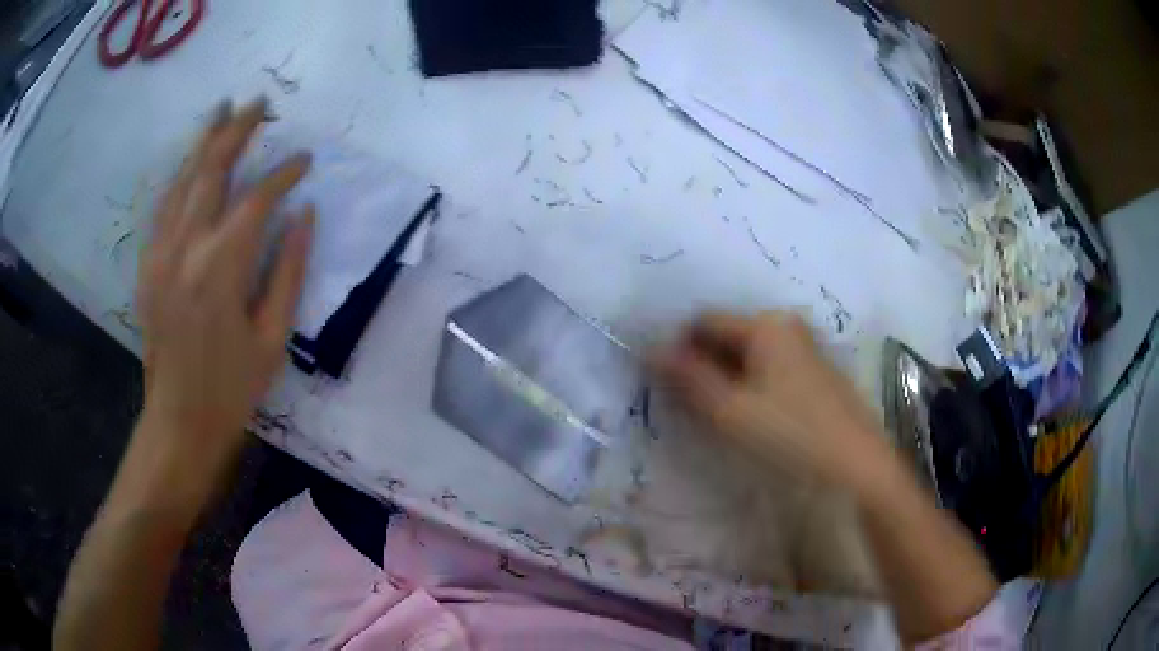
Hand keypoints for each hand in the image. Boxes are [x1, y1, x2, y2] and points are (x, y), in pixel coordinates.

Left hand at [132, 98, 313, 503]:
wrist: (179, 423)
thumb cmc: (232, 389)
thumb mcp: (273, 337)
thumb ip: (289, 270)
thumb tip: (304, 215)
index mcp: (220, 269)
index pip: (257, 200)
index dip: (284, 174)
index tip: (305, 161)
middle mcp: (185, 249)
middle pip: (212, 171)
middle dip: (237, 131)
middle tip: (258, 103)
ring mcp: (160, 254)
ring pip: (182, 180)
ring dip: (205, 142)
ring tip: (223, 111)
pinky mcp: (148, 265)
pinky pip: (164, 206)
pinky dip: (180, 176)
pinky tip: (191, 163)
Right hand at [651, 312, 886, 487]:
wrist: (858, 464)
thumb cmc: (791, 435)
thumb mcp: (731, 411)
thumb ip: (689, 378)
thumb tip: (651, 350)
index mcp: (766, 326)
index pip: (705, 322)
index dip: (680, 348)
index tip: (667, 385)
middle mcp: (787, 326)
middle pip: (728, 336)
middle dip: (704, 365)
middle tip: (692, 407)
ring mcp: (805, 348)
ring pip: (749, 355)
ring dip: (727, 378)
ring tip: (721, 416)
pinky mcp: (816, 372)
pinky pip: (771, 368)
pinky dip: (752, 385)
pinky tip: (753, 418)